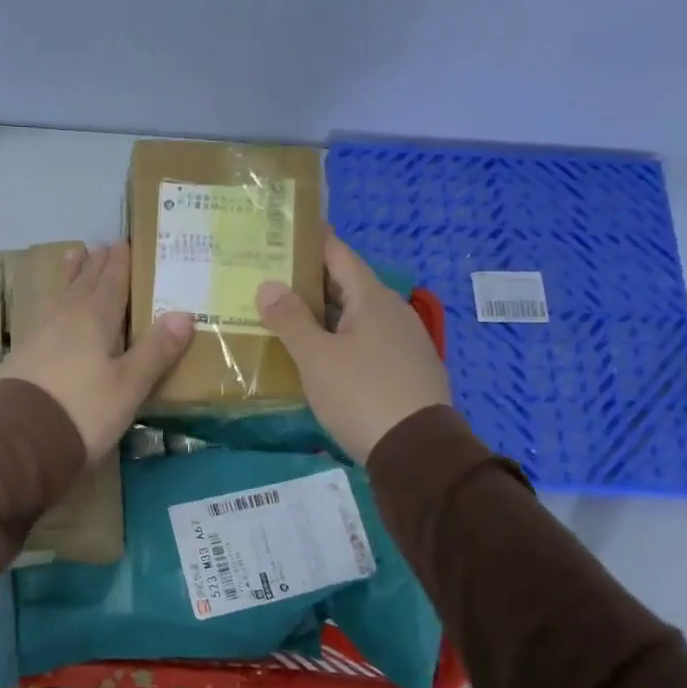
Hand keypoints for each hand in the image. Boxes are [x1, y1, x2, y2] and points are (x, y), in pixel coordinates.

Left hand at [0, 241, 194, 458]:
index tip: (124, 242)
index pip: (112, 282)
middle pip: (84, 283)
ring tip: (75, 255)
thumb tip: (185, 314)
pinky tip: (52, 309)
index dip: (120, 263)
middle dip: (97, 264)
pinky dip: (55, 300)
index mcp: (94, 318)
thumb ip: (156, 350)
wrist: (19, 438)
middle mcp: (65, 317)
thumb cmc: (83, 409)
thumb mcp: (129, 385)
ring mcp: (39, 333)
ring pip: (60, 294)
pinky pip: (45, 312)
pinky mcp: (23, 354)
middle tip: (104, 245)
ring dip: (71, 275)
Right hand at [256, 234, 451, 462]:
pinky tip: (319, 354)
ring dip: (323, 314)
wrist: (418, 453)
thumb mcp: (316, 357)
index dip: (310, 241)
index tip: (281, 233)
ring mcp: (404, 342)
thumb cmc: (361, 394)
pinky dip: (340, 339)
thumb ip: (290, 319)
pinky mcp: (406, 370)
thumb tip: (268, 285)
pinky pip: (366, 342)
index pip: (338, 254)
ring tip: (286, 315)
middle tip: (269, 278)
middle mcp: (393, 312)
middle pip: (346, 285)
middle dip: (309, 281)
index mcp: (372, 299)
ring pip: (356, 317)